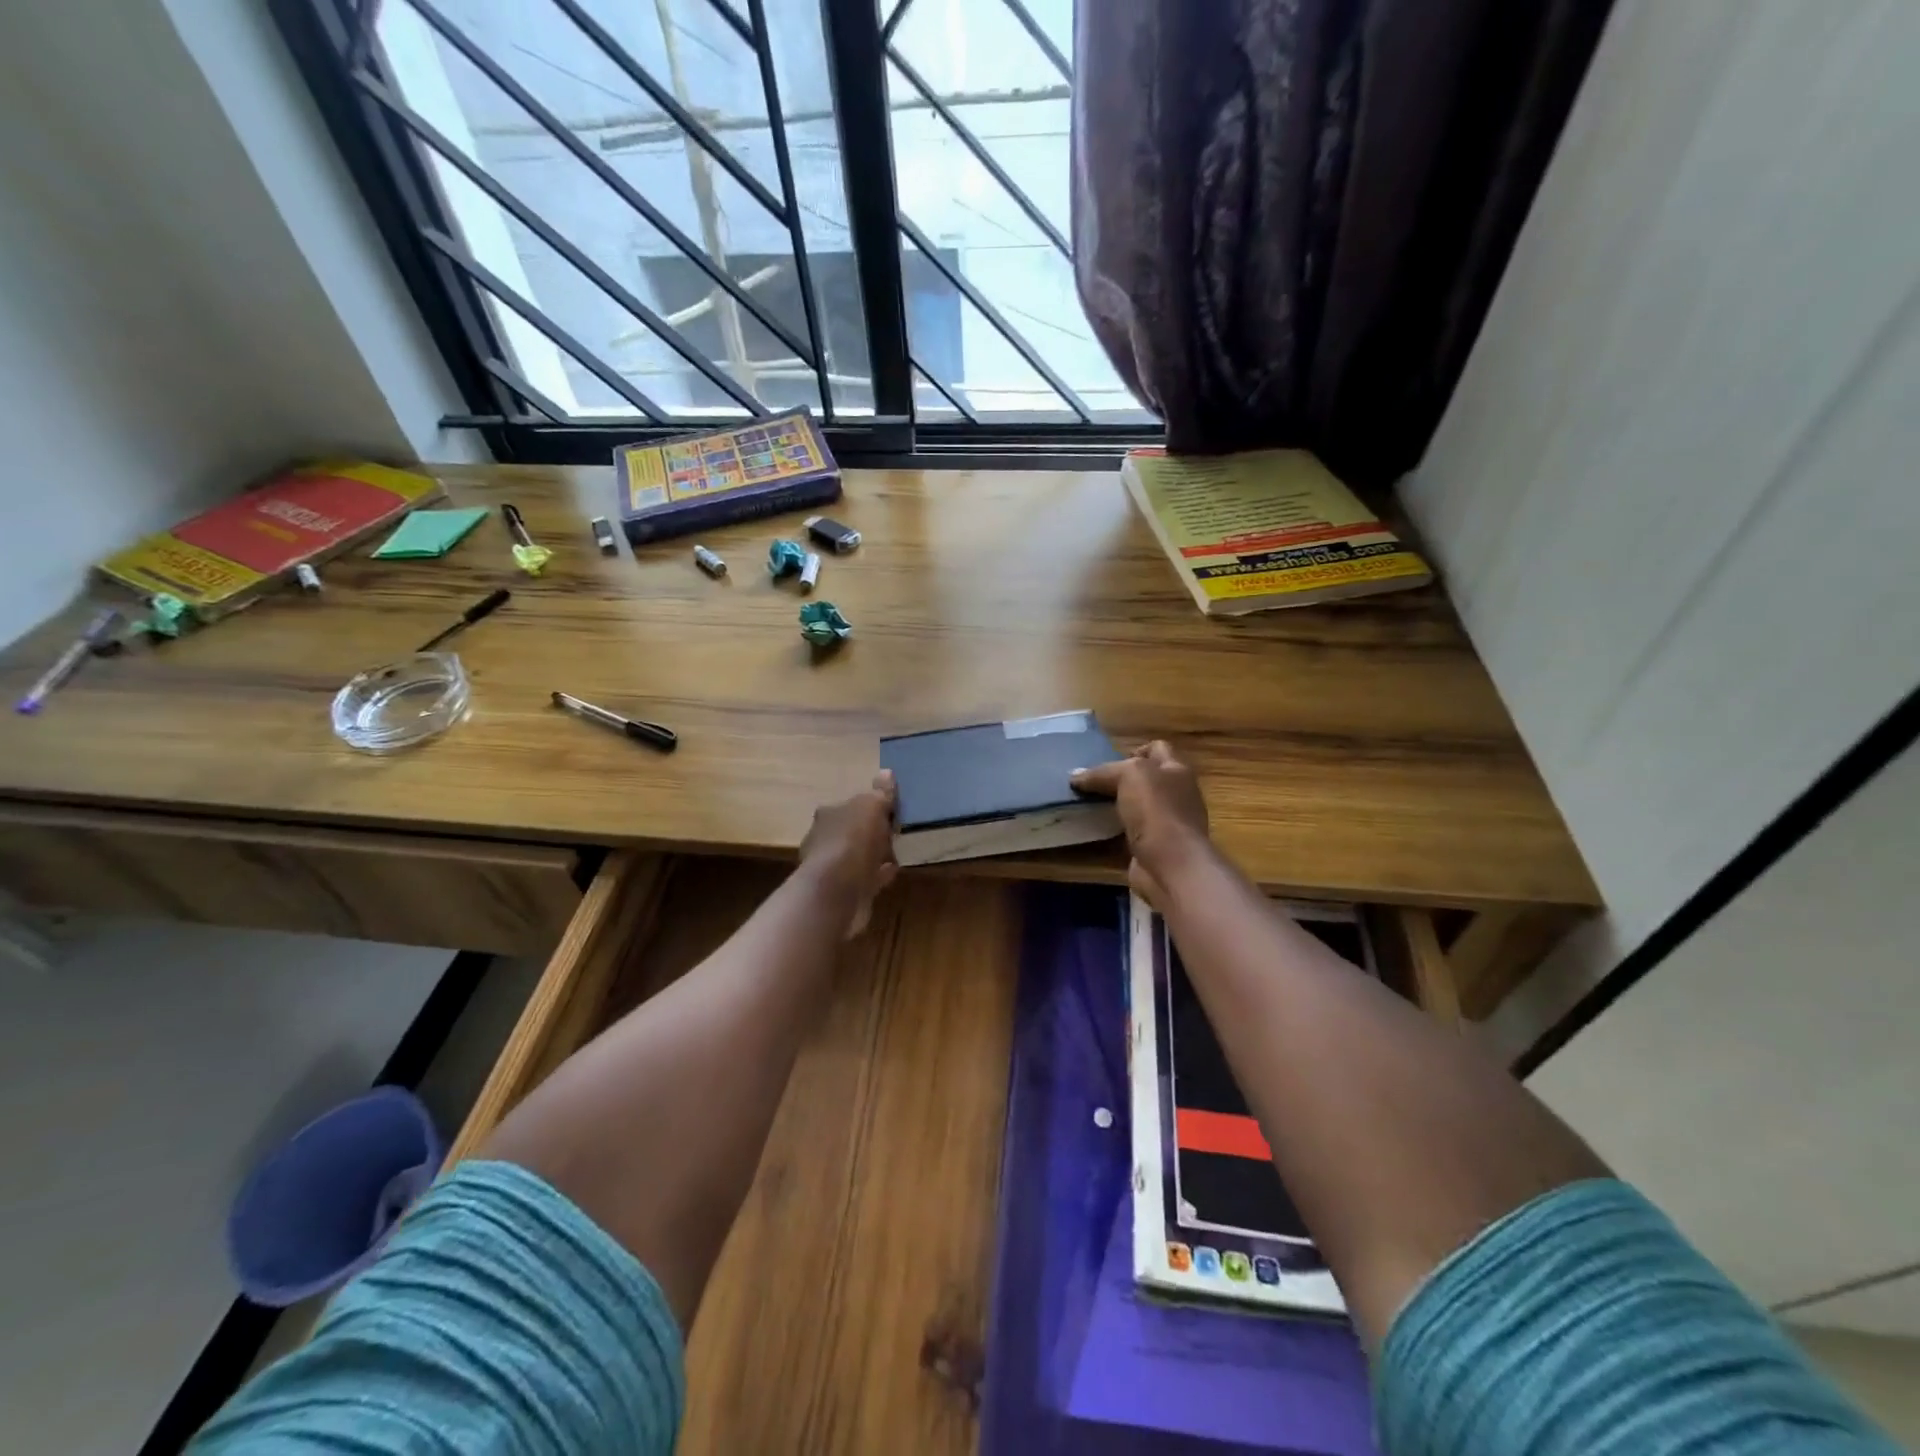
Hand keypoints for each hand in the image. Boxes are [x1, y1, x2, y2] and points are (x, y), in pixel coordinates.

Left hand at [799, 771, 899, 937]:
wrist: (837, 891)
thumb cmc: (853, 840)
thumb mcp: (872, 807)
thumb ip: (880, 793)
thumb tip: (886, 773)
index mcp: (829, 814)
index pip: (849, 805)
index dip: (869, 807)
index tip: (890, 810)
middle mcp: (824, 838)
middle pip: (852, 830)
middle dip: (871, 831)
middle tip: (896, 832)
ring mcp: (831, 867)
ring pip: (857, 855)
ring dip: (875, 853)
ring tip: (898, 852)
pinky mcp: (841, 890)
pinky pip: (865, 877)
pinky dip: (878, 873)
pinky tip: (892, 871)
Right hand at [1071, 741, 1212, 908]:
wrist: (1171, 865)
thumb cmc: (1156, 810)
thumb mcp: (1129, 775)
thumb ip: (1102, 772)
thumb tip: (1075, 776)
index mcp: (1176, 770)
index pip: (1158, 748)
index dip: (1135, 749)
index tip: (1109, 761)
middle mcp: (1176, 793)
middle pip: (1146, 778)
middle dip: (1120, 779)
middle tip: (1092, 783)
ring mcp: (1167, 822)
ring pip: (1137, 805)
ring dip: (1115, 805)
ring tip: (1088, 803)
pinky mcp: (1155, 846)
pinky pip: (1131, 831)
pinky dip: (1114, 829)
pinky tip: (1095, 828)